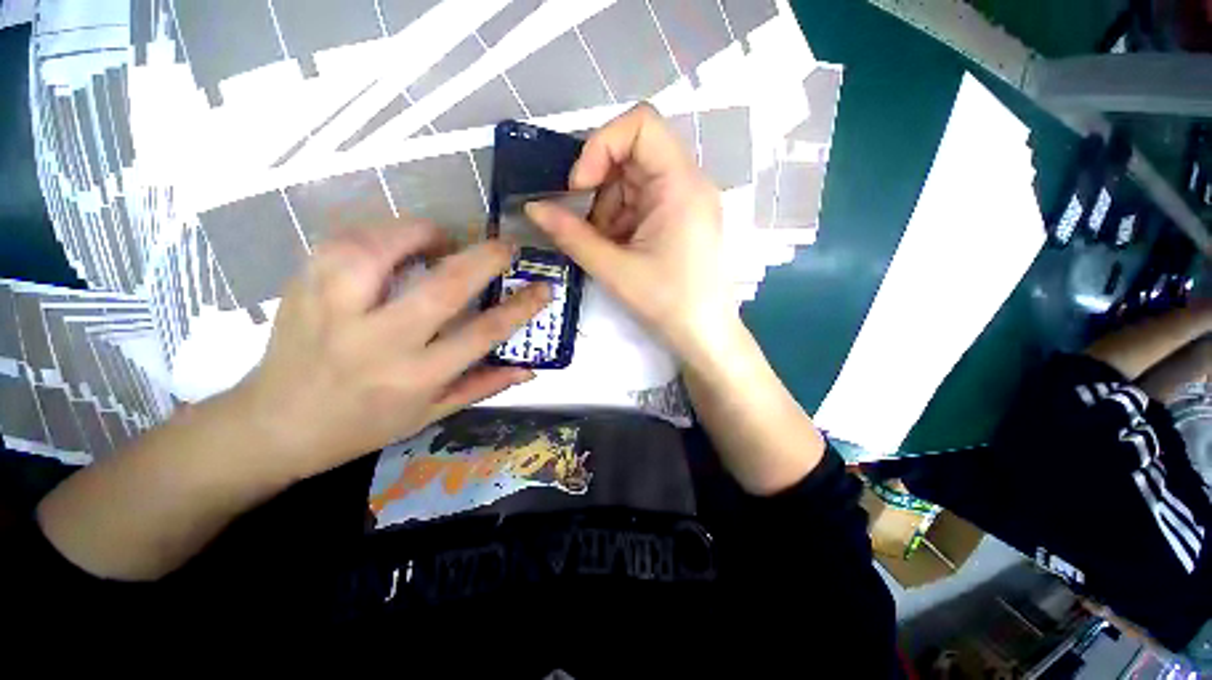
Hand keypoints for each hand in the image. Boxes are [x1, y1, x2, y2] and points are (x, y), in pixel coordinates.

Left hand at [235, 221, 549, 481]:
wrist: (274, 424)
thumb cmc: (362, 425)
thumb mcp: (430, 414)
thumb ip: (483, 385)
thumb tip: (530, 369)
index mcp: (415, 376)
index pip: (483, 333)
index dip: (520, 307)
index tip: (542, 287)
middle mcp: (378, 341)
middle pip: (443, 286)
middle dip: (484, 258)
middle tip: (504, 247)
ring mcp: (334, 309)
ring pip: (383, 249)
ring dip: (423, 234)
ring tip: (441, 241)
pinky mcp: (303, 286)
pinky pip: (346, 241)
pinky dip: (379, 234)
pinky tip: (394, 244)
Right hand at [525, 104, 735, 363]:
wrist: (705, 336)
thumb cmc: (667, 304)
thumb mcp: (614, 270)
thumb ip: (571, 236)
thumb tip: (532, 208)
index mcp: (680, 185)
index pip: (641, 124)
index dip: (601, 145)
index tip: (579, 187)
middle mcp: (688, 183)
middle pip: (633, 154)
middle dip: (600, 187)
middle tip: (586, 225)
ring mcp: (686, 201)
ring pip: (634, 181)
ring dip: (608, 208)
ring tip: (605, 247)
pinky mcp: (680, 219)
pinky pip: (642, 202)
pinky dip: (622, 220)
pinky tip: (618, 250)